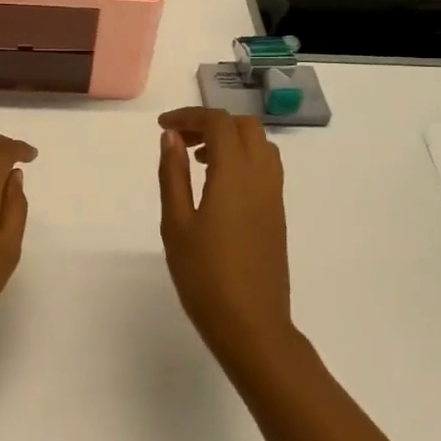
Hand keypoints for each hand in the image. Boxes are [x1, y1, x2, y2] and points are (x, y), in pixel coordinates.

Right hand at [157, 108, 294, 364]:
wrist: (252, 324)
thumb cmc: (205, 277)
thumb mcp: (177, 224)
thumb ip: (173, 175)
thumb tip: (171, 137)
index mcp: (235, 174)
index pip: (218, 123)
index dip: (189, 116)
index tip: (162, 127)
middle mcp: (261, 176)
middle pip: (244, 126)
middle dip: (211, 123)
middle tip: (180, 141)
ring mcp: (274, 195)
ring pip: (260, 144)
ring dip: (230, 139)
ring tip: (198, 160)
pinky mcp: (278, 213)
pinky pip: (266, 167)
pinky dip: (243, 158)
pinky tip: (218, 184)